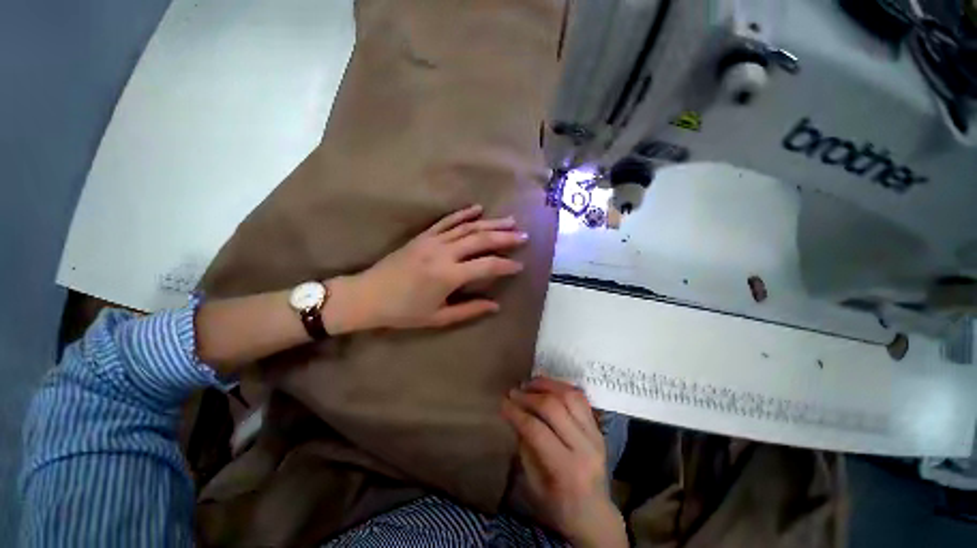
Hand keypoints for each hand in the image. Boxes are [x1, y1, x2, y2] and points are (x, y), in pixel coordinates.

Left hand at [324, 204, 527, 332]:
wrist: (367, 295)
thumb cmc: (403, 312)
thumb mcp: (438, 317)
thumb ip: (469, 310)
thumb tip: (496, 306)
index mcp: (448, 275)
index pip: (486, 265)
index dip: (505, 265)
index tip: (519, 266)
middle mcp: (443, 253)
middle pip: (481, 240)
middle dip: (504, 237)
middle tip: (523, 235)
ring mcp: (432, 241)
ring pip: (467, 227)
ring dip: (490, 223)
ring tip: (509, 221)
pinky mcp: (423, 236)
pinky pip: (447, 221)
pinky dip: (464, 214)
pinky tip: (478, 209)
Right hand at [501, 377, 627, 547]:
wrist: (595, 515)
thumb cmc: (559, 506)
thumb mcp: (534, 484)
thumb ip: (525, 446)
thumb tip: (514, 414)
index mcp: (566, 469)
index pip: (537, 430)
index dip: (516, 412)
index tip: (502, 402)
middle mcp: (585, 447)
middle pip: (554, 408)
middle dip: (529, 396)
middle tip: (514, 392)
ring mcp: (595, 434)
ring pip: (570, 396)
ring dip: (547, 385)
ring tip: (529, 384)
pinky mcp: (598, 428)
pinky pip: (580, 398)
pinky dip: (562, 387)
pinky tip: (548, 387)